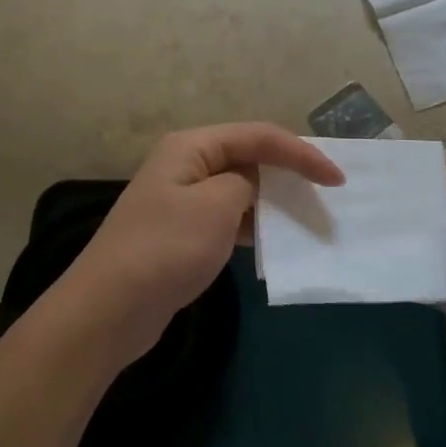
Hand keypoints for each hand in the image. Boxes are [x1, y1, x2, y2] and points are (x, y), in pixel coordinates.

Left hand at [52, 124, 343, 367]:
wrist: (108, 310)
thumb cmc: (165, 249)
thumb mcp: (216, 207)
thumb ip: (246, 184)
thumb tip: (249, 188)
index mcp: (192, 147)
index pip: (258, 136)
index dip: (301, 153)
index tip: (336, 179)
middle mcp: (186, 164)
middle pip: (248, 157)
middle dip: (288, 172)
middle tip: (327, 194)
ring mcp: (181, 200)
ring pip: (240, 189)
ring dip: (272, 201)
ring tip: (308, 219)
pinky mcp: (182, 233)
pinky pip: (227, 218)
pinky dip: (253, 227)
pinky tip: (273, 244)